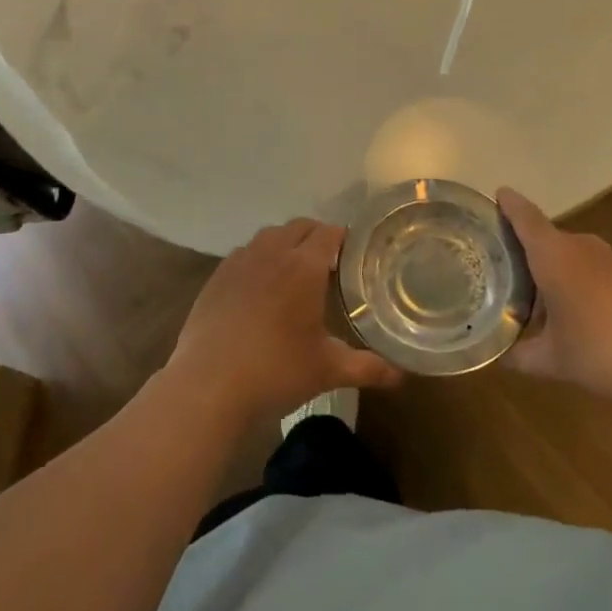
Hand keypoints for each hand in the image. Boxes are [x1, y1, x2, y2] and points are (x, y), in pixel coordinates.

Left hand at [166, 218, 401, 432]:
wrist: (209, 383)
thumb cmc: (276, 371)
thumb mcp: (327, 370)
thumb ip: (368, 367)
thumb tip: (402, 376)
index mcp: (304, 266)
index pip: (329, 233)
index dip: (343, 238)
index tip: (354, 255)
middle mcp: (272, 252)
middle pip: (299, 227)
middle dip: (316, 237)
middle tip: (329, 264)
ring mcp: (240, 261)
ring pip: (269, 236)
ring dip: (286, 244)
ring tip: (294, 273)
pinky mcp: (217, 276)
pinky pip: (244, 253)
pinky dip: (258, 259)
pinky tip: (260, 289)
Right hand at [498, 188, 611, 401]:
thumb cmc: (604, 347)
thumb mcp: (554, 360)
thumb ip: (521, 355)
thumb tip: (499, 356)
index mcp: (552, 253)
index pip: (523, 215)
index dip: (506, 204)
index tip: (492, 196)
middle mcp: (577, 246)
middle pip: (542, 235)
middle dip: (520, 247)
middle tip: (494, 263)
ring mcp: (606, 259)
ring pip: (564, 254)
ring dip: (546, 268)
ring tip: (525, 292)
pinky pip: (585, 268)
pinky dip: (570, 280)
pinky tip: (565, 310)